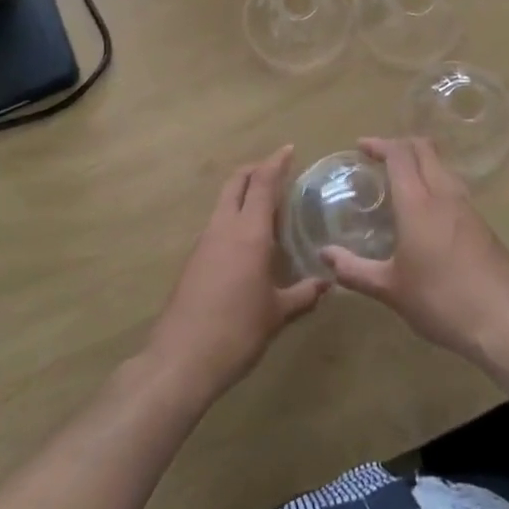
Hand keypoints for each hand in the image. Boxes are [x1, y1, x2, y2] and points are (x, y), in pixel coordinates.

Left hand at [143, 147, 328, 408]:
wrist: (181, 358)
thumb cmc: (237, 331)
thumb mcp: (278, 314)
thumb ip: (304, 294)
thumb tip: (327, 283)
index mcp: (249, 233)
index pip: (262, 183)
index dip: (276, 163)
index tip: (289, 149)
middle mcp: (224, 228)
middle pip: (236, 183)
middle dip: (255, 170)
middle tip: (275, 170)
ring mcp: (204, 242)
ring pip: (223, 202)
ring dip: (242, 194)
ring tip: (265, 207)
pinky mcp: (193, 260)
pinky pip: (216, 225)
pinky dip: (233, 218)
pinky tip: (245, 241)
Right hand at [320, 137, 508, 366]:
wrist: (507, 321)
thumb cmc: (442, 301)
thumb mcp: (391, 290)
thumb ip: (355, 270)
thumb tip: (325, 256)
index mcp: (419, 203)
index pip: (399, 155)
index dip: (380, 144)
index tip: (361, 146)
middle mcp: (445, 195)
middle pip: (425, 150)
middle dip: (401, 145)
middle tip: (379, 157)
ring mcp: (468, 209)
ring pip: (443, 167)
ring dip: (421, 163)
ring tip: (401, 182)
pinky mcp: (483, 225)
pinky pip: (455, 189)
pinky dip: (436, 184)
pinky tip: (428, 213)